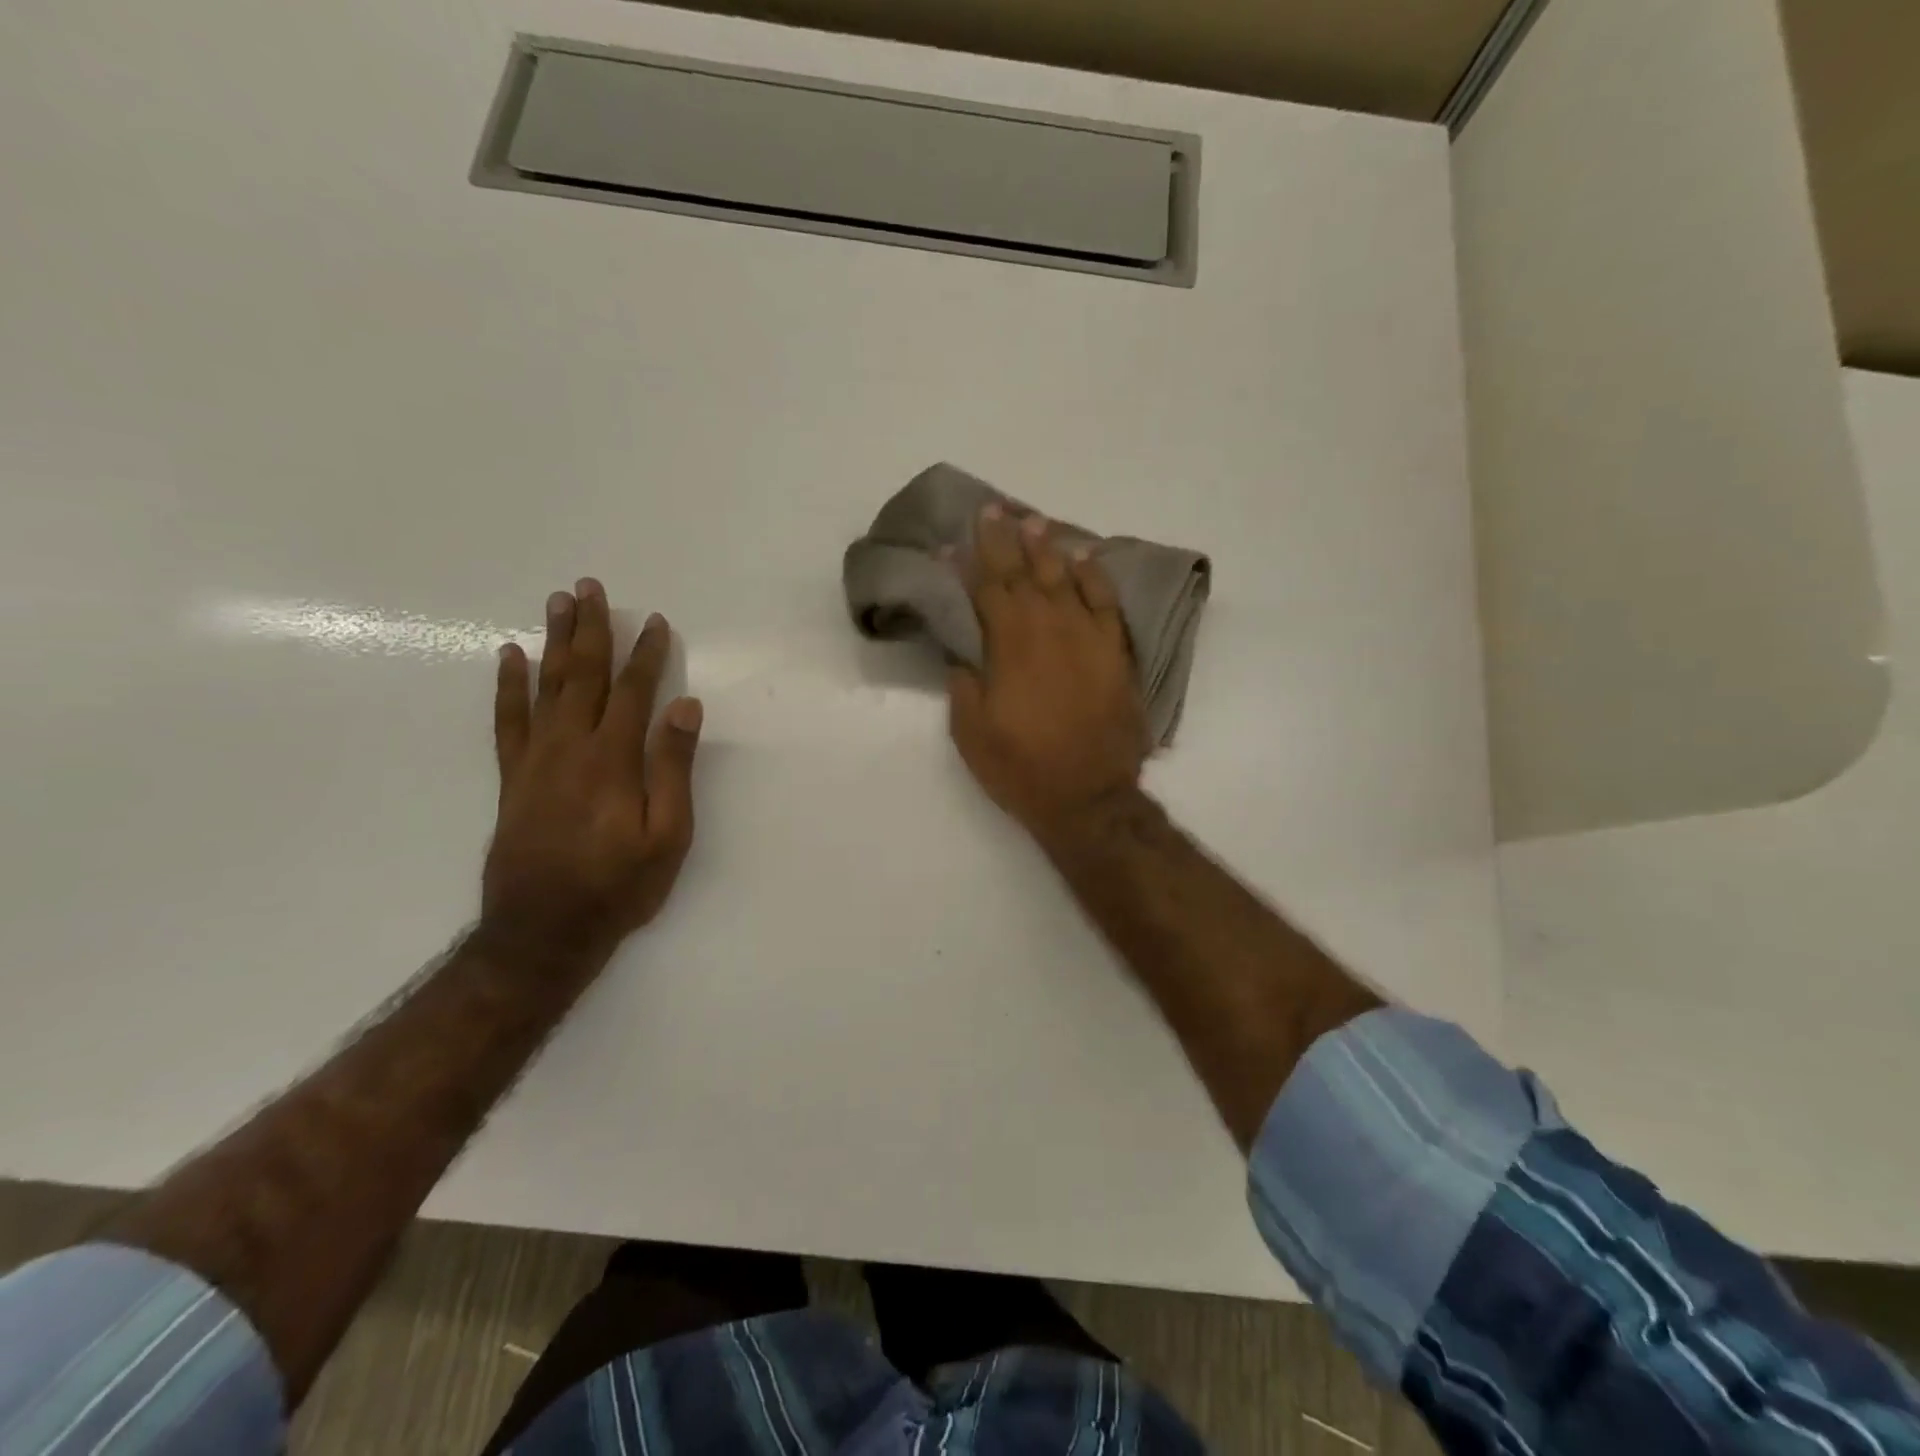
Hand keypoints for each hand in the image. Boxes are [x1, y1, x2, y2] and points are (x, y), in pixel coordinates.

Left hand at [484, 579, 703, 952]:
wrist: (543, 932)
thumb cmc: (619, 886)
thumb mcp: (668, 836)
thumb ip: (674, 768)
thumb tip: (685, 707)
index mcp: (613, 759)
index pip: (632, 692)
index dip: (646, 655)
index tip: (655, 621)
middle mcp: (570, 747)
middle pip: (582, 675)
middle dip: (590, 629)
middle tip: (590, 587)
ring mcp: (536, 760)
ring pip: (545, 686)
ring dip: (553, 642)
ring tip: (557, 603)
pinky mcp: (514, 778)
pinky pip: (508, 720)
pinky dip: (508, 685)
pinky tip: (510, 657)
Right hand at [948, 506, 1148, 843]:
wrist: (1089, 797)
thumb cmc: (1021, 767)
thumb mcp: (971, 731)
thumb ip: (965, 684)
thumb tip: (965, 653)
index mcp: (1009, 645)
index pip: (985, 589)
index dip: (968, 562)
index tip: (952, 539)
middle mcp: (1049, 629)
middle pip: (1025, 572)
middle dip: (1006, 539)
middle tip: (995, 510)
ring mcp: (1088, 638)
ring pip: (1065, 578)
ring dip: (1047, 548)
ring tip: (1035, 522)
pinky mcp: (1116, 653)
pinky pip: (1106, 601)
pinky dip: (1095, 575)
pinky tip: (1085, 557)